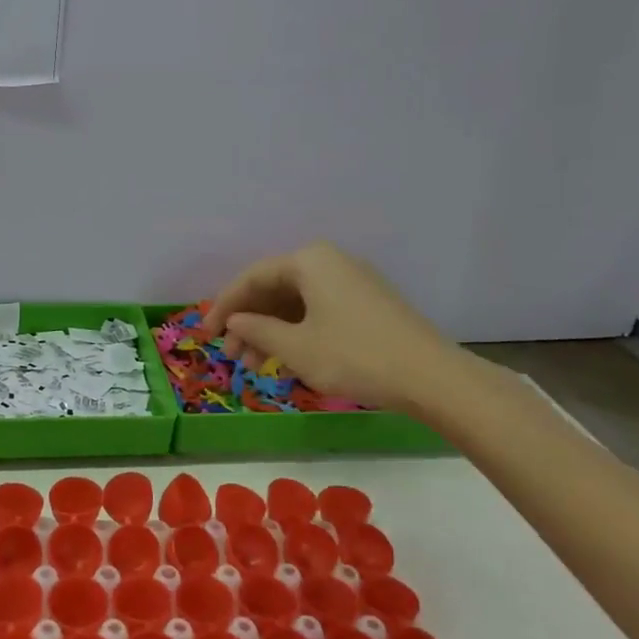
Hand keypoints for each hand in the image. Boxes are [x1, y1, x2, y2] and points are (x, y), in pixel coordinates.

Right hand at [205, 241, 493, 418]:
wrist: (432, 378)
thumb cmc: (355, 357)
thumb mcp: (297, 348)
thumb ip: (258, 331)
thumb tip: (234, 322)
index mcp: (310, 261)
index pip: (253, 277)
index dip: (225, 305)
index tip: (206, 333)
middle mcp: (330, 262)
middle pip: (275, 288)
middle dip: (249, 321)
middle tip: (231, 354)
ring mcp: (352, 282)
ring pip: (296, 302)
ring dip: (271, 330)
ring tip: (254, 364)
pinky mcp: (367, 303)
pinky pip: (318, 310)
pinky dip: (297, 332)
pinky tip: (286, 358)